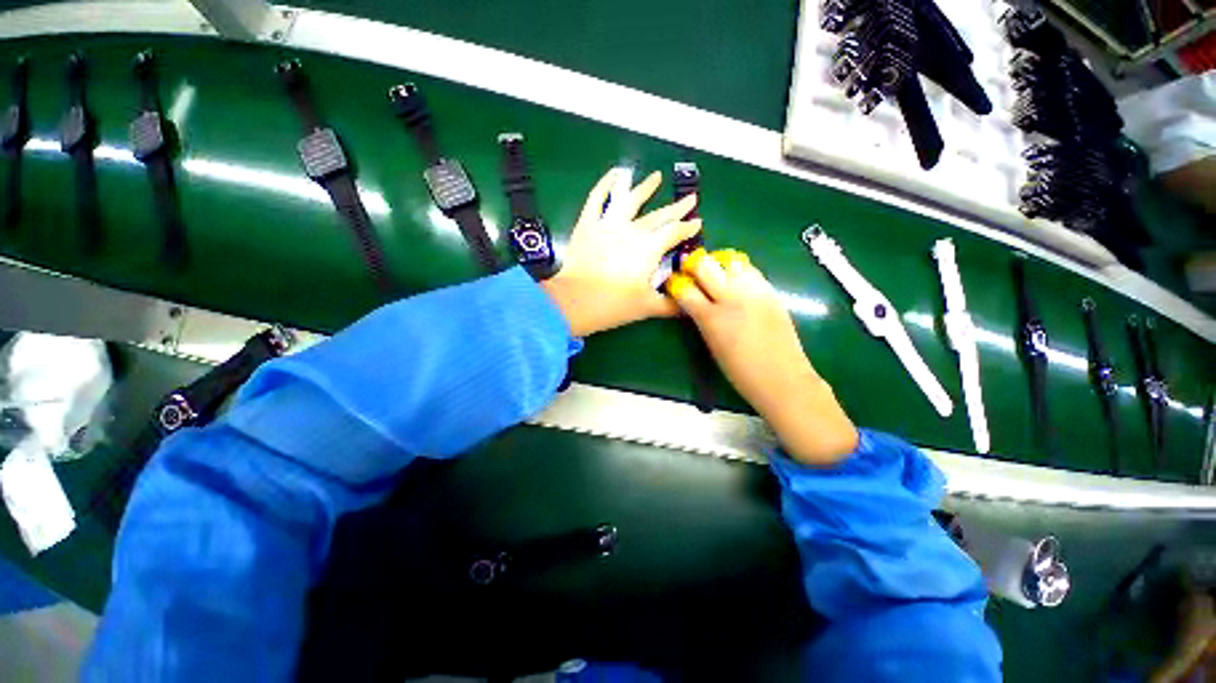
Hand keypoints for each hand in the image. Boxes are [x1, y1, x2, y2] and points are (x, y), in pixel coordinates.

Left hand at [541, 167, 700, 336]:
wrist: (575, 302)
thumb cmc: (614, 305)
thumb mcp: (647, 307)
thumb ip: (671, 305)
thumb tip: (687, 306)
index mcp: (649, 249)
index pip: (674, 233)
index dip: (687, 228)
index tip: (697, 222)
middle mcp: (632, 231)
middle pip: (659, 216)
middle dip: (676, 208)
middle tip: (690, 198)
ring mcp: (608, 224)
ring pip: (630, 200)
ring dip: (644, 188)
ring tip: (656, 176)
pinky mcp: (587, 224)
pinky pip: (597, 198)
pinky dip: (606, 184)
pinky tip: (615, 173)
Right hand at [667, 250, 857, 464]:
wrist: (782, 379)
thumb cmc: (740, 372)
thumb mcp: (711, 345)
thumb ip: (701, 318)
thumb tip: (693, 301)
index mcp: (711, 318)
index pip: (684, 289)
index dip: (675, 284)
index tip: (673, 283)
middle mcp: (731, 298)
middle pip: (705, 265)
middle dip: (694, 266)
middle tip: (692, 273)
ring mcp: (754, 292)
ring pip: (730, 260)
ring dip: (718, 265)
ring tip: (717, 275)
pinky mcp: (771, 292)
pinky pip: (750, 270)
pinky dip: (738, 271)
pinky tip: (737, 283)